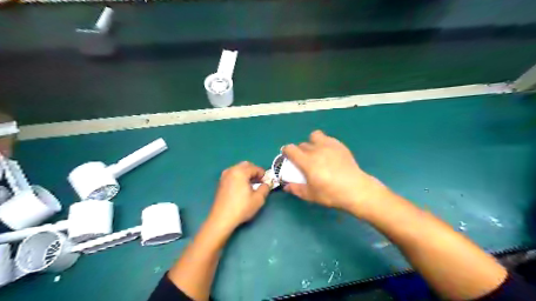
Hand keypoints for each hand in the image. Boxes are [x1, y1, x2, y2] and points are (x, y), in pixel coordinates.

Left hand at [208, 162, 270, 230]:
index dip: (263, 174)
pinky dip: (239, 177)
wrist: (222, 218)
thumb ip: (265, 188)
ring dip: (246, 174)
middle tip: (259, 182)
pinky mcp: (221, 182)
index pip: (255, 168)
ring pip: (238, 169)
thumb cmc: (241, 208)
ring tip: (251, 185)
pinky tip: (242, 188)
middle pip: (246, 165)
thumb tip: (266, 184)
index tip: (266, 182)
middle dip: (254, 172)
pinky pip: (233, 174)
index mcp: (240, 172)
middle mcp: (231, 170)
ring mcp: (224, 176)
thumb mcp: (258, 199)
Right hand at [282, 130, 387, 215]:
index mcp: (307, 162)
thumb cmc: (331, 194)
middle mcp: (316, 150)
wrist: (356, 189)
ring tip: (316, 152)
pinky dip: (324, 143)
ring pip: (314, 136)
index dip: (286, 151)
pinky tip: (329, 154)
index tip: (288, 157)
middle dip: (299, 151)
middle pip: (302, 144)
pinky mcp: (339, 145)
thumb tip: (286, 186)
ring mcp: (329, 145)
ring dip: (312, 142)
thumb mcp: (311, 195)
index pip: (290, 149)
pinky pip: (327, 138)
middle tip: (304, 161)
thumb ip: (296, 189)